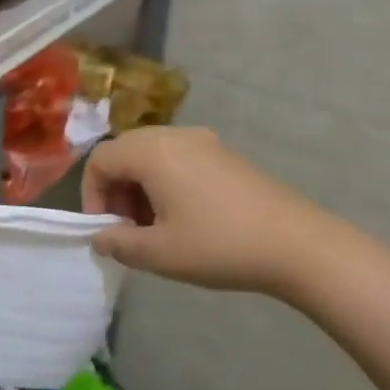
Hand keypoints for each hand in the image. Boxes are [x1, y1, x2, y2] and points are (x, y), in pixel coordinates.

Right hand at [81, 126, 342, 298]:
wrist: (298, 245)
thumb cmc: (219, 246)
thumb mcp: (159, 253)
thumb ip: (118, 244)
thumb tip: (100, 237)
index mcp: (152, 152)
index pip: (100, 160)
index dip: (92, 195)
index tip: (106, 230)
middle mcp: (175, 136)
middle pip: (125, 152)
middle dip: (116, 190)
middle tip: (128, 229)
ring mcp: (204, 142)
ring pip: (152, 155)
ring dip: (140, 187)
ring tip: (155, 228)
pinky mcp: (225, 154)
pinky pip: (178, 158)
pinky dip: (166, 182)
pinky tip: (184, 218)